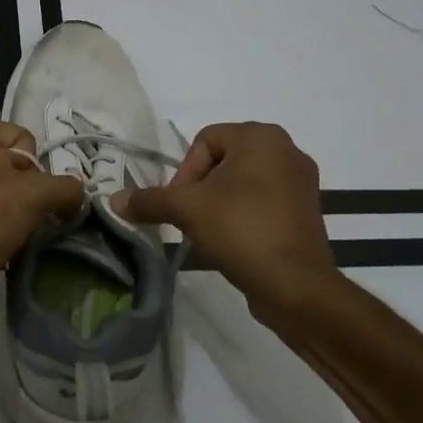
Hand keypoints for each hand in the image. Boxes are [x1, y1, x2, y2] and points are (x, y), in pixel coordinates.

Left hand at [0, 122, 85, 333]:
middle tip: (32, 214)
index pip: (21, 137)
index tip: (37, 192)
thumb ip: (67, 187)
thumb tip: (78, 194)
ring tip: (19, 232)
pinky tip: (3, 243)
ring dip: (14, 210)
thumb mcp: (37, 194)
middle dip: (28, 189)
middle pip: (9, 164)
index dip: (38, 166)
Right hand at [114, 122, 341, 317]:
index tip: (180, 205)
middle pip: (224, 160)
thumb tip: (114, 200)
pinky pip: (265, 201)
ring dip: (221, 202)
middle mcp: (287, 149)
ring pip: (244, 182)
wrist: (296, 285)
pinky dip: (245, 215)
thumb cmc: (241, 229)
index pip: (205, 140)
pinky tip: (236, 241)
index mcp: (261, 136)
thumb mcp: (186, 210)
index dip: (185, 172)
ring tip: (211, 231)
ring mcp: (303, 181)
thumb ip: (149, 200)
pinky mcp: (308, 210)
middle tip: (191, 218)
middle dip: (201, 188)